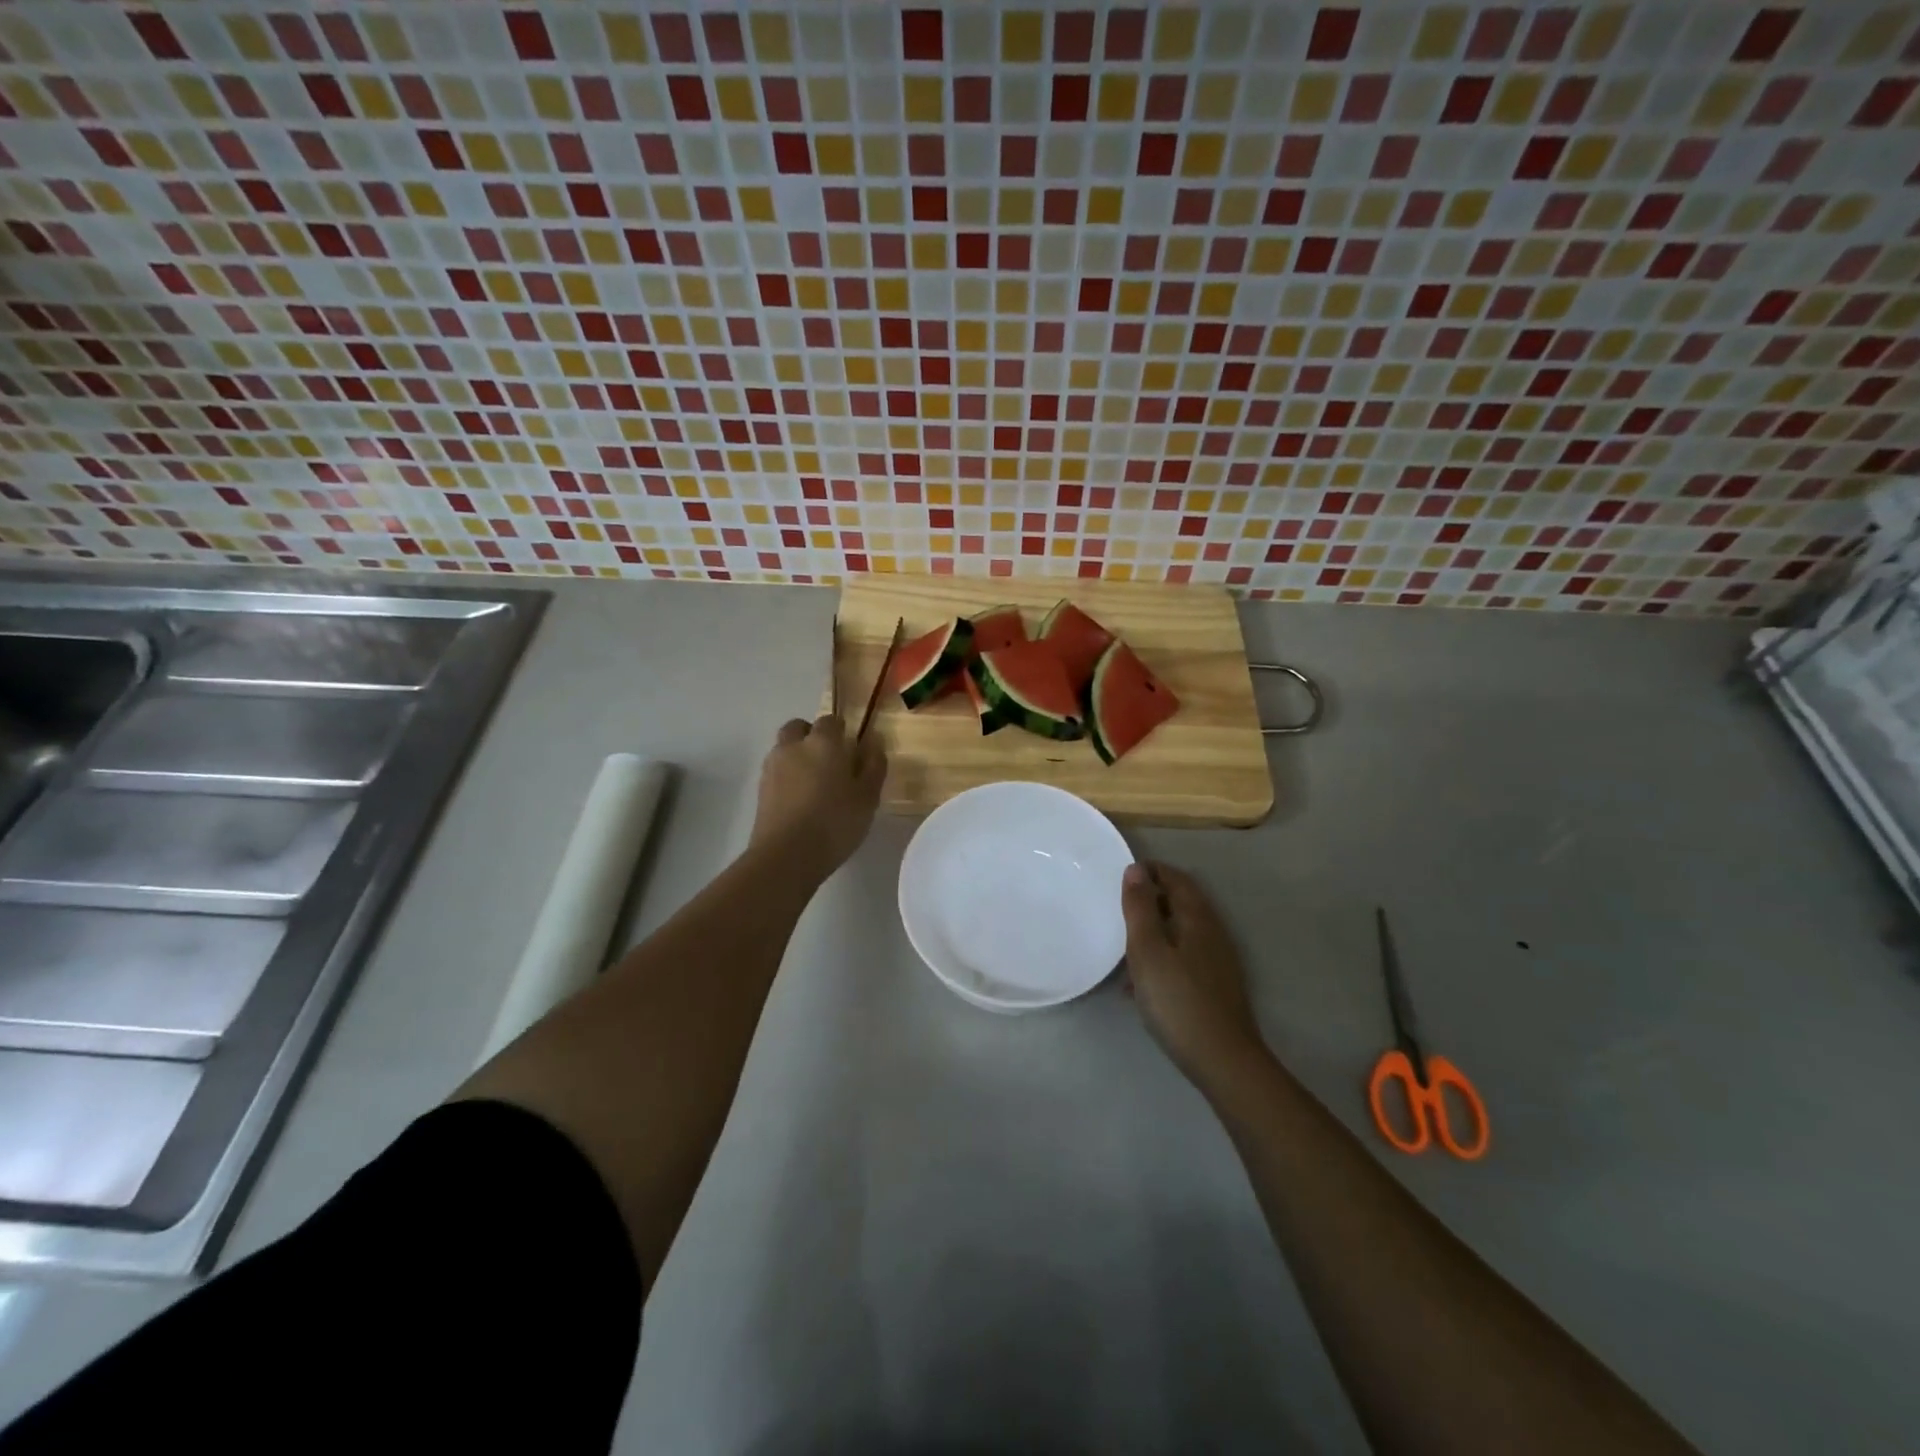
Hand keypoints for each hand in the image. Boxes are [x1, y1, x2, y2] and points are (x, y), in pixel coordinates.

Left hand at [752, 714, 885, 875]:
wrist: (786, 856)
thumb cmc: (835, 822)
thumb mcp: (868, 797)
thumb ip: (873, 766)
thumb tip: (874, 741)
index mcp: (823, 743)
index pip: (830, 720)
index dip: (841, 731)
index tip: (852, 749)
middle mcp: (793, 747)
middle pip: (799, 728)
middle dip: (812, 736)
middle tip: (830, 761)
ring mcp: (772, 767)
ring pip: (784, 749)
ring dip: (797, 756)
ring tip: (815, 784)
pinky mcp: (760, 790)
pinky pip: (776, 772)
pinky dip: (787, 777)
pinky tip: (801, 801)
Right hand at [1121, 861, 1266, 1084]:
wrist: (1222, 1060)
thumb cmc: (1177, 1000)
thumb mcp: (1147, 950)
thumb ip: (1140, 908)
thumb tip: (1136, 869)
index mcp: (1197, 917)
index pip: (1175, 878)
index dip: (1150, 871)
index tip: (1121, 876)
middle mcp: (1212, 932)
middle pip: (1179, 903)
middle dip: (1149, 900)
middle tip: (1118, 909)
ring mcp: (1217, 960)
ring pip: (1180, 932)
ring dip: (1153, 931)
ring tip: (1123, 949)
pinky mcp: (1214, 985)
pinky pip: (1183, 957)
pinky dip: (1161, 958)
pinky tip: (1141, 985)